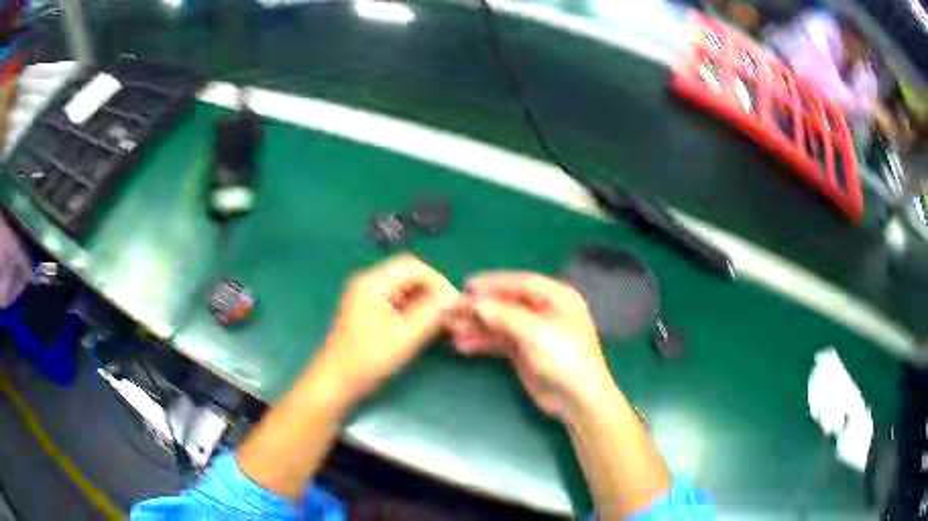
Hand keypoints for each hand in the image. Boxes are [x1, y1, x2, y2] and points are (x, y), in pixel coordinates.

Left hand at [314, 254, 459, 401]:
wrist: (337, 382)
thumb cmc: (367, 358)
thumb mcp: (404, 336)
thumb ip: (431, 313)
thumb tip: (455, 296)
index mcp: (372, 282)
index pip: (412, 266)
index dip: (438, 280)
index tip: (455, 301)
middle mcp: (370, 284)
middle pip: (410, 277)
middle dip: (434, 292)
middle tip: (454, 312)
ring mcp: (370, 299)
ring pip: (407, 292)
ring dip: (428, 303)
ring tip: (447, 322)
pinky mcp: (372, 314)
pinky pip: (400, 305)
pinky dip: (418, 313)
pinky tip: (431, 327)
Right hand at [448, 271, 611, 418]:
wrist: (576, 399)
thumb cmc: (564, 357)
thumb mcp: (535, 332)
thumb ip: (504, 315)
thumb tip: (475, 303)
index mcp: (558, 298)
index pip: (522, 283)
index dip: (495, 283)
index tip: (467, 286)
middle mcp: (546, 312)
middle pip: (508, 303)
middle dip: (480, 307)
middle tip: (452, 309)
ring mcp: (534, 333)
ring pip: (501, 323)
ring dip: (477, 325)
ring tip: (451, 328)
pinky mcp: (525, 353)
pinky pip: (500, 342)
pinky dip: (483, 342)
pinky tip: (463, 345)